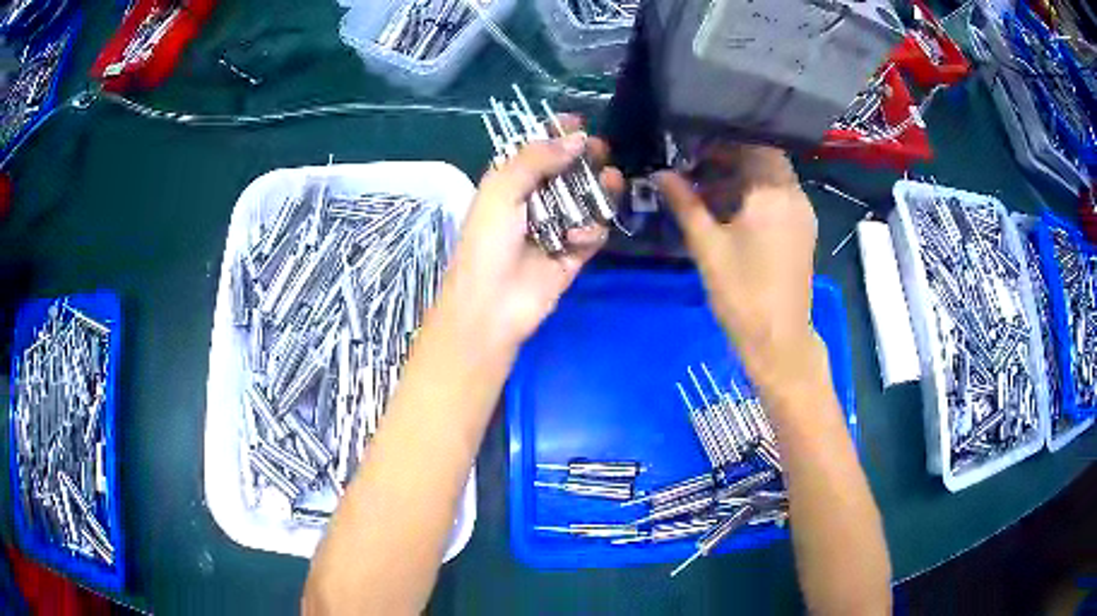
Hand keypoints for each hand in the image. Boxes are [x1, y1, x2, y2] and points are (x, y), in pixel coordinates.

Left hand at [438, 118, 624, 348]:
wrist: (490, 306)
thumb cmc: (488, 243)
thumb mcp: (502, 190)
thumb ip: (536, 159)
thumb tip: (578, 138)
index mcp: (509, 184)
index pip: (535, 150)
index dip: (555, 133)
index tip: (579, 121)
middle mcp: (533, 203)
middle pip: (566, 172)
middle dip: (584, 158)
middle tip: (601, 150)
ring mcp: (554, 230)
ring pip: (585, 200)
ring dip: (598, 189)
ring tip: (612, 179)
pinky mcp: (572, 256)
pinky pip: (591, 234)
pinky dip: (591, 231)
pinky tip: (580, 236)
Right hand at [655, 145, 818, 388]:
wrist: (778, 340)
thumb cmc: (742, 293)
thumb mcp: (707, 246)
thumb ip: (684, 203)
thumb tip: (660, 174)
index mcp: (774, 193)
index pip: (752, 143)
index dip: (722, 139)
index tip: (693, 144)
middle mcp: (795, 195)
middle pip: (764, 157)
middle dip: (730, 156)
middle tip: (695, 164)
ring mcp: (802, 214)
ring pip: (772, 177)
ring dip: (742, 175)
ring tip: (706, 187)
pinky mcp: (802, 230)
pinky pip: (778, 197)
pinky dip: (755, 193)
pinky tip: (729, 209)